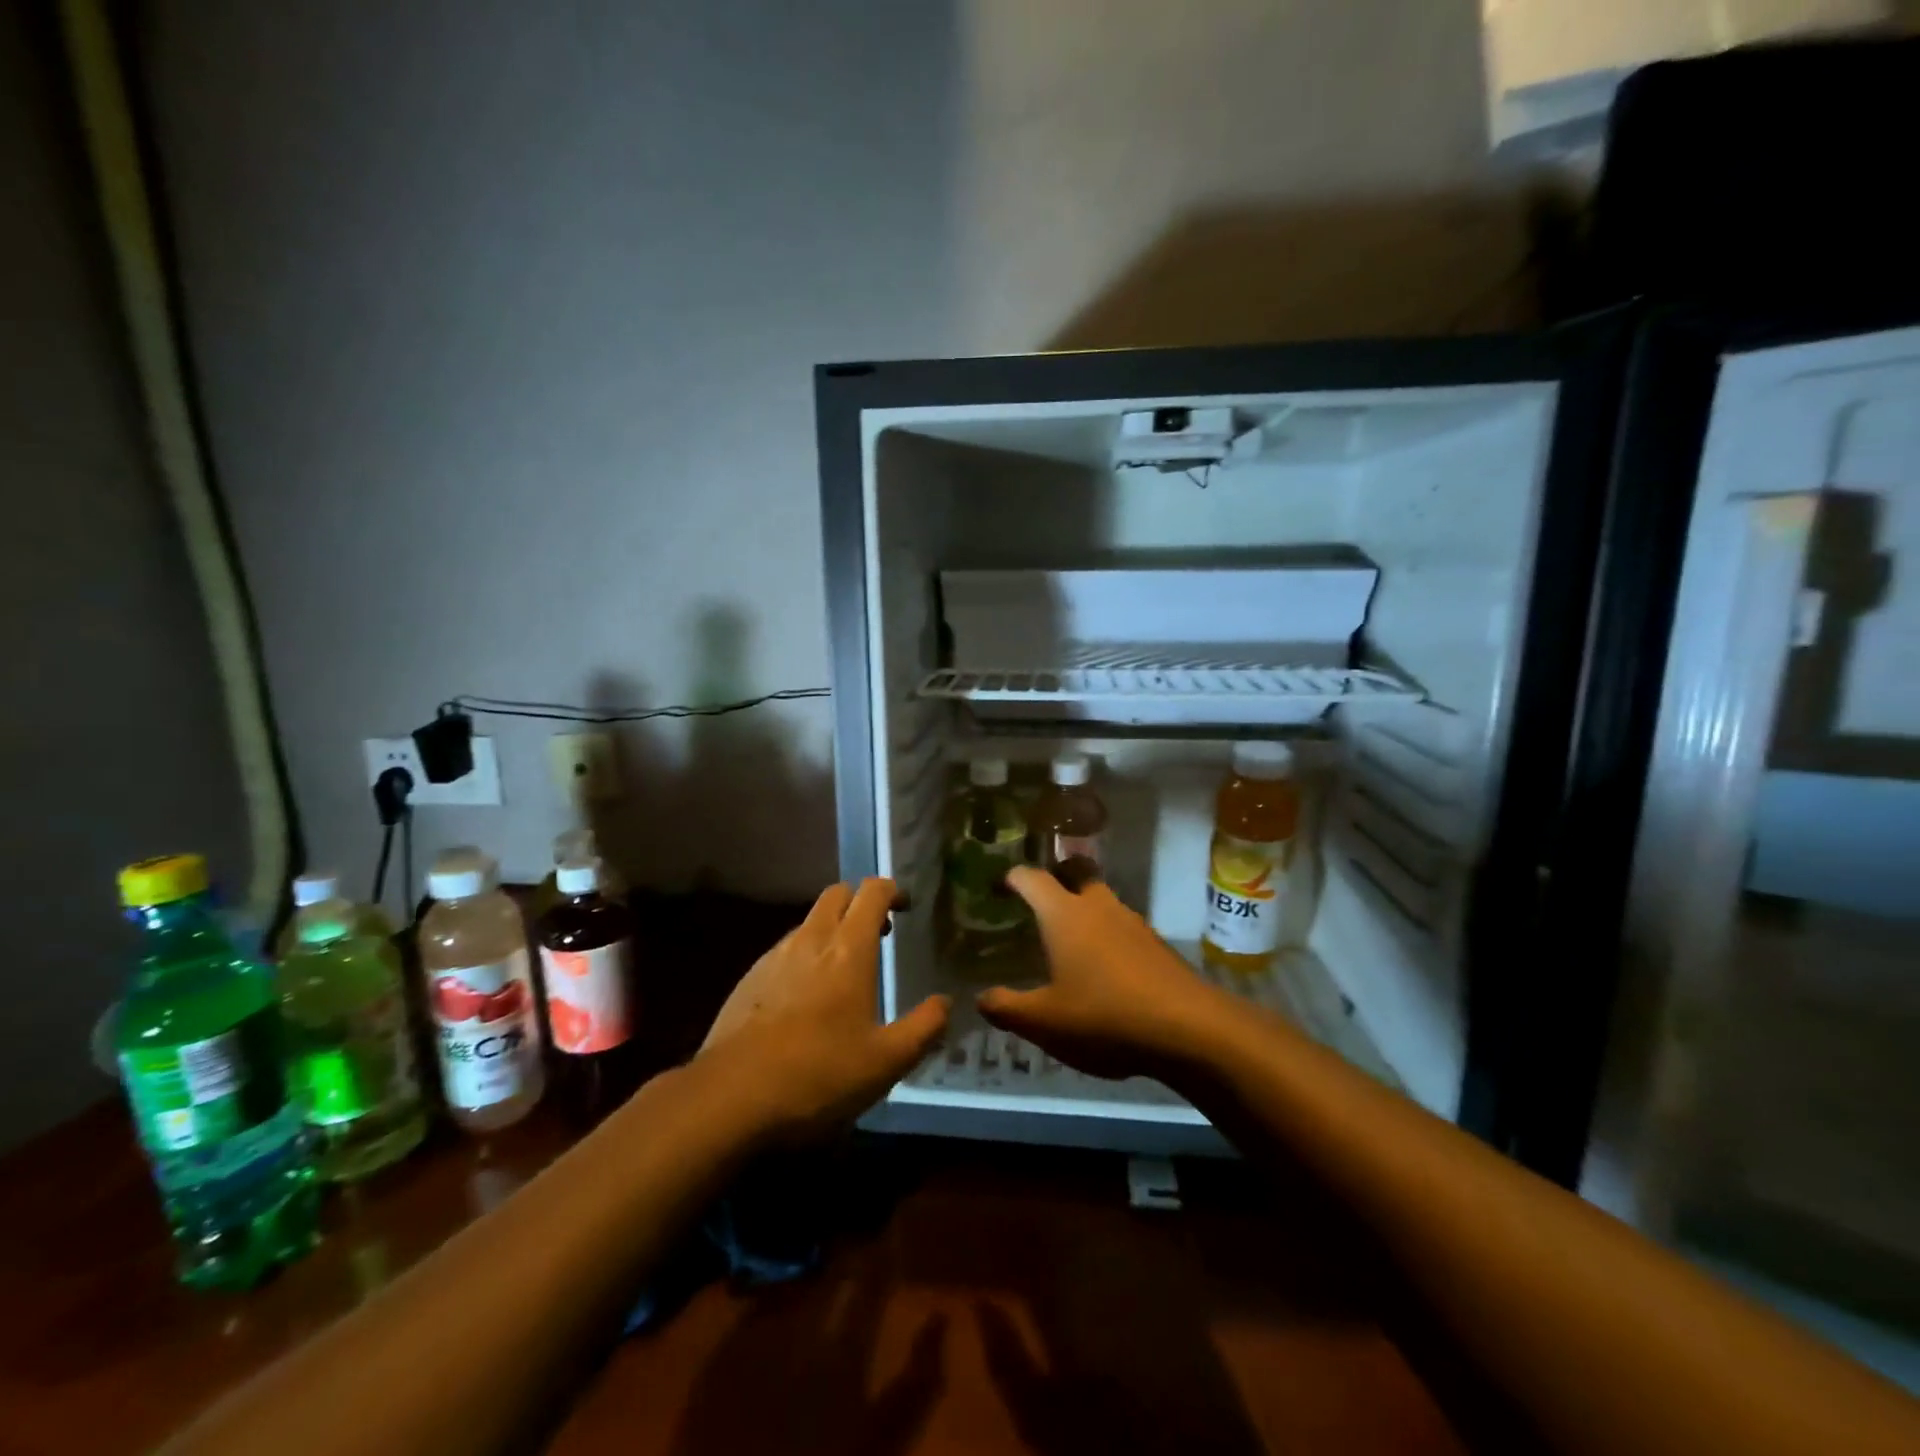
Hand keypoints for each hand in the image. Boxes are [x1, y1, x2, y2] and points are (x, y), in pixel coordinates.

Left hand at [700, 878, 949, 1141]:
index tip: (906, 908)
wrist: (730, 1097)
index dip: (892, 891)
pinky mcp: (749, 978)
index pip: (872, 892)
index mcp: (849, 949)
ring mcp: (774, 956)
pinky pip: (785, 949)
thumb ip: (923, 1028)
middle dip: (860, 902)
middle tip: (879, 933)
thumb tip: (945, 1003)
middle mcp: (811, 940)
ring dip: (831, 929)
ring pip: (809, 921)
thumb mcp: (886, 1062)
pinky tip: (806, 998)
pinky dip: (805, 955)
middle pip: (837, 894)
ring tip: (845, 969)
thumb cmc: (819, 1074)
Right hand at [976, 867, 1232, 1081]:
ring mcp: (1133, 922)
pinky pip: (1123, 927)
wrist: (1189, 1030)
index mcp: (1064, 915)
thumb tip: (981, 998)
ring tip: (1069, 941)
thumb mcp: (1044, 1022)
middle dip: (1056, 879)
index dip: (1011, 878)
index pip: (1031, 878)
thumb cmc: (1104, 1017)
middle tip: (1038, 904)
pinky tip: (1104, 970)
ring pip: (1102, 900)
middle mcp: (1098, 907)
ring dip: (1084, 909)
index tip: (998, 888)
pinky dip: (1107, 936)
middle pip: (1075, 873)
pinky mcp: (1156, 944)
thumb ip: (1007, 1008)